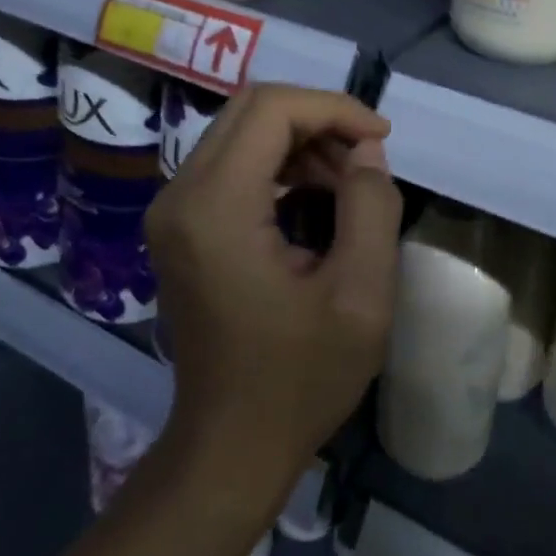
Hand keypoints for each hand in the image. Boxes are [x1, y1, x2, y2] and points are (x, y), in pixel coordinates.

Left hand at [145, 84, 401, 511]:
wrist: (230, 447)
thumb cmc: (299, 379)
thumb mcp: (361, 295)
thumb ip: (371, 206)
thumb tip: (366, 151)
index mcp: (216, 207)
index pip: (272, 108)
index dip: (335, 109)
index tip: (381, 140)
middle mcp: (181, 194)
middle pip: (253, 108)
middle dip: (319, 119)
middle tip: (366, 157)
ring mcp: (174, 209)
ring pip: (243, 130)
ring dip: (303, 140)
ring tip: (348, 183)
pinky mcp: (181, 224)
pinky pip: (234, 161)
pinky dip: (281, 162)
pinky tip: (316, 198)